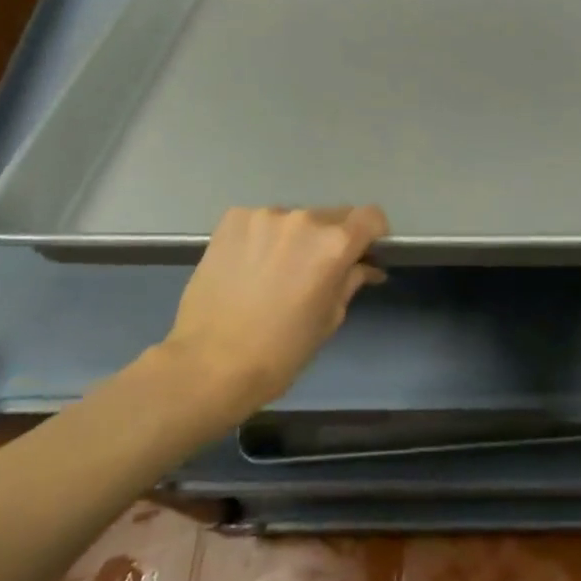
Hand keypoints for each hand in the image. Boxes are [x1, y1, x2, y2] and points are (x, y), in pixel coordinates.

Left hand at [158, 206, 387, 422]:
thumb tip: (366, 267)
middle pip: (333, 216)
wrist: (207, 365)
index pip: (371, 216)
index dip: (373, 234)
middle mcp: (304, 219)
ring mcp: (265, 216)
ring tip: (274, 271)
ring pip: (295, 219)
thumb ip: (350, 282)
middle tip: (315, 270)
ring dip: (294, 238)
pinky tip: (249, 265)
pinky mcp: (233, 219)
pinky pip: (261, 221)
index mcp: (334, 244)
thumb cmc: (279, 352)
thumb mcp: (328, 320)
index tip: (363, 253)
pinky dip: (263, 237)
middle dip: (331, 238)